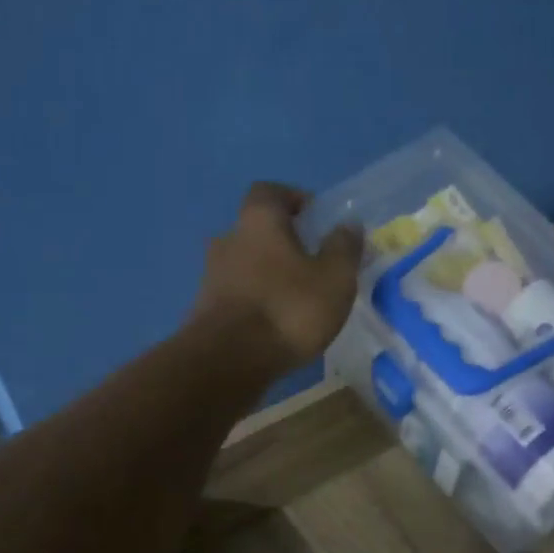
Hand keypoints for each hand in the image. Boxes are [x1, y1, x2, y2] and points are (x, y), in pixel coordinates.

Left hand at [191, 183, 363, 373]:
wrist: (228, 361)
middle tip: (311, 263)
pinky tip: (274, 325)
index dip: (293, 199)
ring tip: (295, 300)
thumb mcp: (334, 279)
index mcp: (258, 221)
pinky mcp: (205, 310)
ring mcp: (212, 276)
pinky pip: (236, 295)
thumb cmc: (288, 309)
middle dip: (282, 242)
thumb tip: (348, 225)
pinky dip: (255, 301)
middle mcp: (228, 239)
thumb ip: (344, 248)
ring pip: (245, 264)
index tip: (314, 218)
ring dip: (268, 275)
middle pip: (256, 230)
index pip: (270, 191)